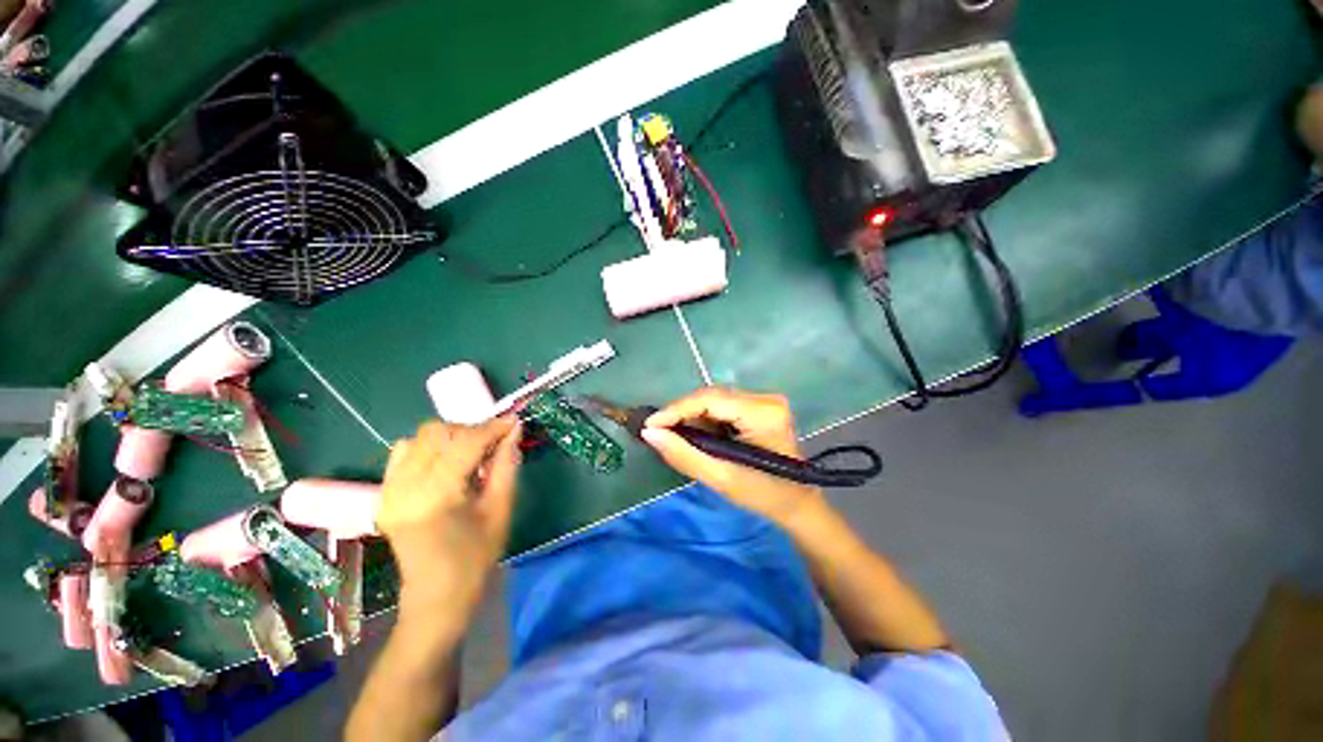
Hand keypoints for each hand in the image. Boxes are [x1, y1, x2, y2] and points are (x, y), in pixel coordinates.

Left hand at [379, 416, 521, 617]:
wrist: (436, 597)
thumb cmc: (476, 558)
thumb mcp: (500, 509)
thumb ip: (506, 465)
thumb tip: (514, 430)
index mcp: (435, 495)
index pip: (465, 443)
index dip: (492, 428)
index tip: (513, 422)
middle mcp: (405, 487)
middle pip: (437, 432)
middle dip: (470, 431)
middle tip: (492, 445)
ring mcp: (389, 490)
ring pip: (419, 438)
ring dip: (449, 438)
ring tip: (469, 455)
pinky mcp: (384, 494)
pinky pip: (403, 452)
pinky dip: (428, 448)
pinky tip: (445, 464)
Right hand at [641, 387, 825, 526]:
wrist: (797, 503)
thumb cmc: (764, 495)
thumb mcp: (721, 478)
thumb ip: (684, 455)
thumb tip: (650, 434)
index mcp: (763, 413)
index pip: (710, 400)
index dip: (676, 410)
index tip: (649, 426)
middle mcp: (765, 398)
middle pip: (711, 397)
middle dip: (682, 415)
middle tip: (658, 433)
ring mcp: (763, 400)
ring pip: (714, 401)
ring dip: (691, 418)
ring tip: (673, 436)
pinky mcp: (759, 406)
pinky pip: (722, 407)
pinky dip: (704, 421)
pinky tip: (695, 436)